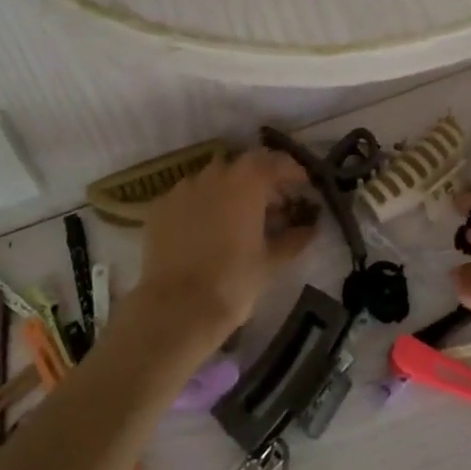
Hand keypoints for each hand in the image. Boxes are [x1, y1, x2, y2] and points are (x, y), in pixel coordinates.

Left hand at [133, 149, 314, 350]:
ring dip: (230, 191)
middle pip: (245, 166)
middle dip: (261, 180)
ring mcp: (184, 187)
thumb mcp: (271, 261)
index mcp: (248, 180)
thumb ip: (293, 238)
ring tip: (237, 218)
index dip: (293, 172)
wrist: (176, 308)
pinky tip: (206, 229)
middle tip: (273, 204)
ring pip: (214, 179)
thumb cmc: (233, 280)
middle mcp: (215, 173)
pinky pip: (189, 196)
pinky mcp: (160, 206)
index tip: (303, 186)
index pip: (276, 161)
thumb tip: (310, 228)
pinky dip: (202, 205)